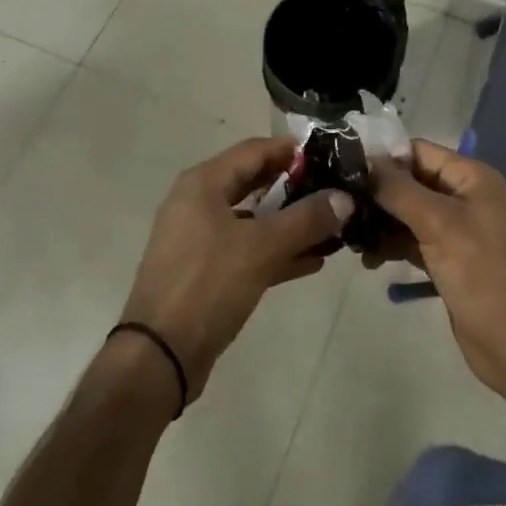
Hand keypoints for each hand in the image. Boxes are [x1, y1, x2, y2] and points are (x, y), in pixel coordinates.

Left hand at [119, 136, 352, 402]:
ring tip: (331, 229)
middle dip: (294, 188)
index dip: (292, 151)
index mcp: (204, 183)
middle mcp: (198, 202)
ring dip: (289, 224)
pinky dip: (275, 252)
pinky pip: (246, 250)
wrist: (159, 355)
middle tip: (334, 192)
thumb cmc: (208, 284)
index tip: (330, 157)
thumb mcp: (262, 247)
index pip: (255, 150)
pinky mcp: (204, 271)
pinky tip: (312, 262)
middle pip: (254, 182)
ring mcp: (199, 238)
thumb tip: (345, 197)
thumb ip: (306, 220)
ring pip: (252, 219)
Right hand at [370, 140, 505, 399]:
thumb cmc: (480, 273)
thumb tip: (365, 160)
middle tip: (341, 206)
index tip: (345, 169)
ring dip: (381, 222)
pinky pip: (412, 239)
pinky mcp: (447, 258)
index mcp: (470, 177)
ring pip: (408, 212)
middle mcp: (463, 196)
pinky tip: (369, 257)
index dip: (384, 158)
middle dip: (378, 193)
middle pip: (411, 181)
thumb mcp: (437, 223)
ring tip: (350, 236)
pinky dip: (392, 244)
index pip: (418, 151)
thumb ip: (399, 189)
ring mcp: (456, 228)